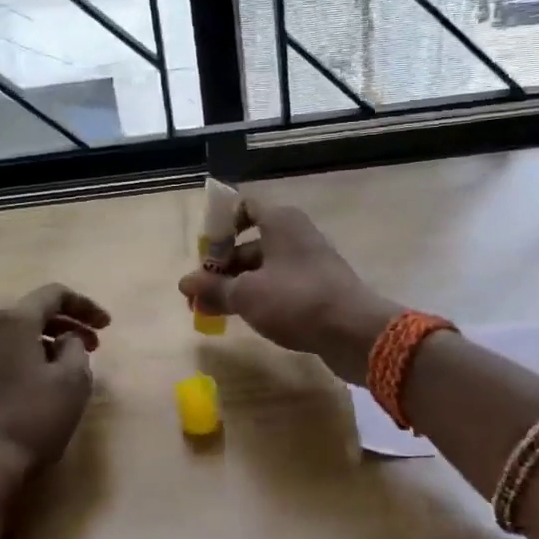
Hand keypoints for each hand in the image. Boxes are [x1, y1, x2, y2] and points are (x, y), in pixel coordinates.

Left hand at [0, 284, 108, 480]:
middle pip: (34, 312)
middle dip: (69, 323)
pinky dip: (31, 357)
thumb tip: (66, 340)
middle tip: (96, 344)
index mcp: (14, 321)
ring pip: (20, 335)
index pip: (54, 294)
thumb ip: (76, 348)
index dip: (85, 305)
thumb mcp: (72, 381)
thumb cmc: (32, 418)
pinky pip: (7, 354)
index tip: (108, 325)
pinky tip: (46, 381)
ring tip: (74, 364)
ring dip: (50, 342)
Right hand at [178, 201, 400, 384]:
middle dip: (222, 267)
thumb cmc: (296, 300)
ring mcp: (308, 263)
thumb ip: (213, 288)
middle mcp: (296, 235)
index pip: (244, 207)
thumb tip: (184, 284)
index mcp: (280, 222)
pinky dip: (258, 297)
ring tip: (211, 312)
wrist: (354, 332)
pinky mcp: (317, 290)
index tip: (204, 253)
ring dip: (236, 286)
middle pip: (250, 243)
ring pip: (263, 268)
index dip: (220, 225)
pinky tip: (242, 318)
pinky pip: (279, 286)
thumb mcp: (247, 294)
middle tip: (198, 294)